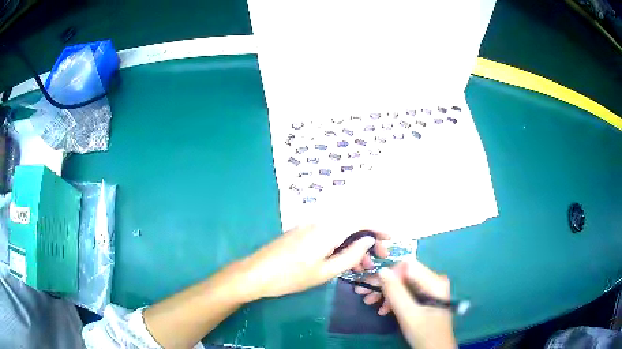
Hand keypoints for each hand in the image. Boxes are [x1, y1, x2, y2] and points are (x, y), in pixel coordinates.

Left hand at [237, 225, 389, 300]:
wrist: (255, 273)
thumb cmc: (291, 276)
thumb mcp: (325, 271)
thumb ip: (350, 254)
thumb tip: (369, 240)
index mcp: (329, 228)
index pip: (362, 218)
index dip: (380, 226)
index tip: (391, 239)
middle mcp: (321, 220)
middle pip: (353, 222)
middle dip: (370, 238)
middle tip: (378, 258)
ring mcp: (311, 225)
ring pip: (342, 229)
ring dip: (356, 244)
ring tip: (364, 266)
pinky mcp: (304, 232)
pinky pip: (330, 234)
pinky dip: (342, 245)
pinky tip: (346, 262)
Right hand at [354, 260, 455, 348]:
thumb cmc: (424, 333)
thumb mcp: (408, 314)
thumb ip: (395, 292)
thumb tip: (381, 270)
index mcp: (434, 281)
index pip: (407, 266)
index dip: (388, 273)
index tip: (370, 285)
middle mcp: (434, 280)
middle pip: (404, 275)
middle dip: (383, 284)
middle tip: (362, 293)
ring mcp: (430, 289)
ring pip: (403, 284)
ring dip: (385, 293)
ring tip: (369, 302)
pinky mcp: (426, 298)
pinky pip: (407, 292)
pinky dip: (393, 299)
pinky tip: (383, 309)